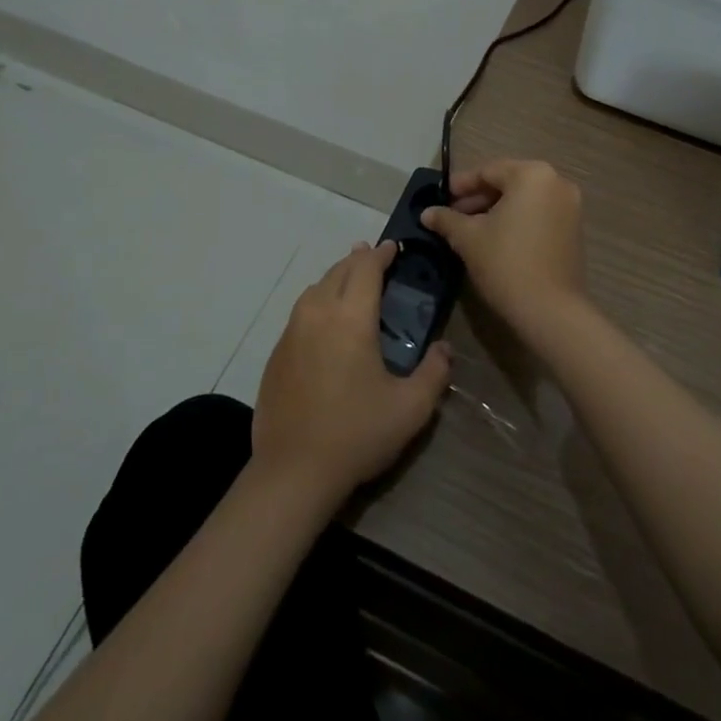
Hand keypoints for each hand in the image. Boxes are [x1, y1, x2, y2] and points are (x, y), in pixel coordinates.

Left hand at [251, 241, 451, 504]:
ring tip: (351, 282)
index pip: (366, 268)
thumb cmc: (356, 434)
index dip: (382, 254)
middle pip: (338, 270)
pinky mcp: (277, 353)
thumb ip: (434, 373)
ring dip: (336, 277)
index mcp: (351, 317)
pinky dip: (318, 301)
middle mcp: (318, 313)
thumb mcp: (410, 408)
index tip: (395, 248)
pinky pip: (300, 311)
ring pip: (316, 287)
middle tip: (376, 259)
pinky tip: (326, 321)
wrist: (293, 471)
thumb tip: (444, 349)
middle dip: (359, 259)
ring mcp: (292, 332)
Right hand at [421, 160, 587, 334]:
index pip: (488, 171)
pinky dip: (517, 221)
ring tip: (469, 230)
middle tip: (452, 216)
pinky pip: (538, 215)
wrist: (551, 311)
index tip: (441, 198)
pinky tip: (495, 240)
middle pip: (508, 183)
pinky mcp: (574, 230)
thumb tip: (427, 213)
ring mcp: (570, 207)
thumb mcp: (468, 238)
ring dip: (496, 211)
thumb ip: (446, 219)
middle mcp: (556, 183)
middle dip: (478, 199)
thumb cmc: (506, 263)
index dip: (461, 185)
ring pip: (524, 200)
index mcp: (532, 175)